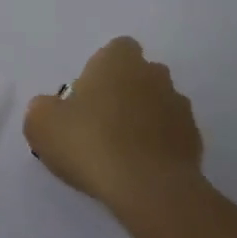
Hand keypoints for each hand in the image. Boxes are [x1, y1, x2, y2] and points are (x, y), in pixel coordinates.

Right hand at [25, 37, 205, 221]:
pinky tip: (141, 169)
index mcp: (119, 61)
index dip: (102, 69)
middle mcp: (154, 74)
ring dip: (144, 119)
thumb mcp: (42, 124)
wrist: (148, 188)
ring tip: (122, 152)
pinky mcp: (194, 139)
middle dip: (125, 93)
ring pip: (158, 104)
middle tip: (100, 124)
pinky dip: (159, 146)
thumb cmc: (90, 143)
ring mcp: (179, 106)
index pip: (117, 49)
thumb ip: (43, 108)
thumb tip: (52, 108)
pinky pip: (172, 135)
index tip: (87, 96)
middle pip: (139, 75)